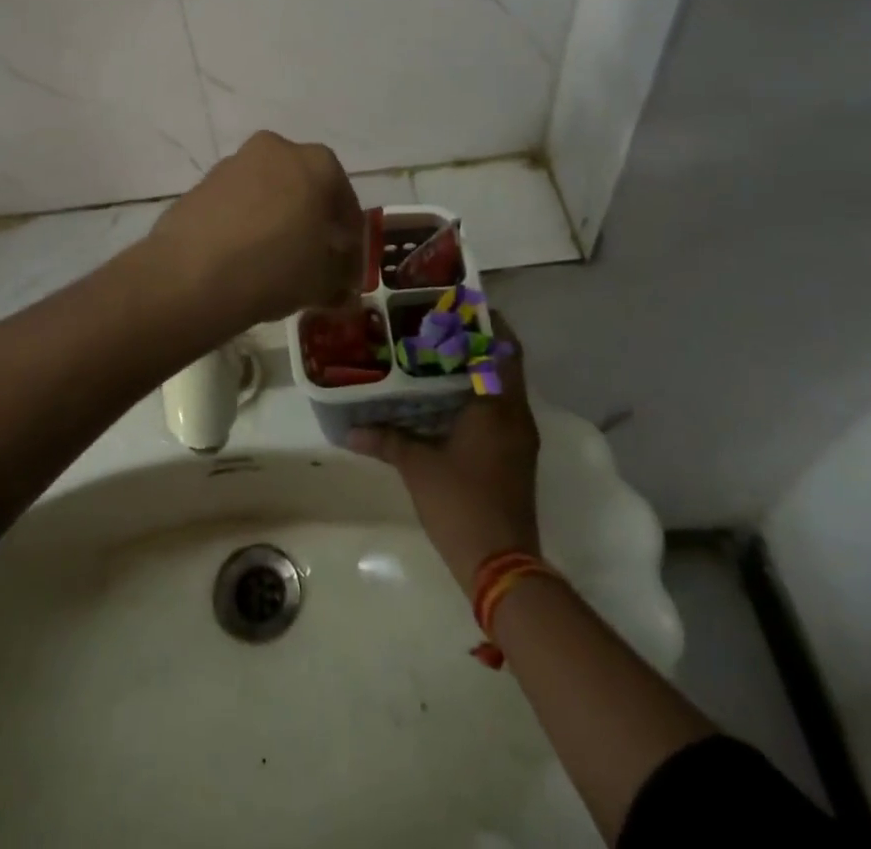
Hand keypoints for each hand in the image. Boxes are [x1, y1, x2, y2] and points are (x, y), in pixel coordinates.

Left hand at [145, 131, 362, 330]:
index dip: (349, 233)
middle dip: (310, 217)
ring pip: (266, 191)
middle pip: (303, 186)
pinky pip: (235, 203)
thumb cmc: (275, 267)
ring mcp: (232, 164)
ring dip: (275, 217)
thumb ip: (341, 274)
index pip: (344, 198)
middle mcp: (275, 150)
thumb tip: (341, 277)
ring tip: (274, 259)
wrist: (192, 275)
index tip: (348, 260)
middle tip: (312, 254)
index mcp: (317, 162)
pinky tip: (241, 256)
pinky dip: (243, 223)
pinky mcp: (200, 184)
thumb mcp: (324, 280)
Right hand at [349, 317, 541, 587]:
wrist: (502, 564)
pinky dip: (479, 396)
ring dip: (478, 371)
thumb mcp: (418, 467)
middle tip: (439, 327)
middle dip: (478, 343)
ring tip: (438, 357)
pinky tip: (446, 401)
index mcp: (498, 406)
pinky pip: (500, 411)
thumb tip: (350, 430)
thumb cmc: (462, 503)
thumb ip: (387, 440)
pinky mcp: (516, 457)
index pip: (505, 348)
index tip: (462, 305)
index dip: (489, 323)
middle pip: (505, 364)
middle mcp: (516, 415)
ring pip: (503, 388)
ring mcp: (520, 438)